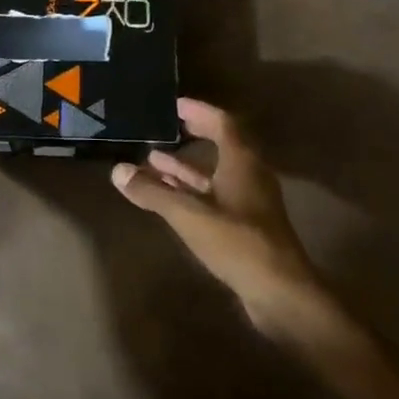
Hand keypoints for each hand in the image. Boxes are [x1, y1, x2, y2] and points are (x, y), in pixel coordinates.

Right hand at [111, 98, 323, 329]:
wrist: (280, 293)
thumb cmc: (238, 243)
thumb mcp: (189, 215)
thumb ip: (153, 193)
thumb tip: (118, 171)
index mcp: (242, 162)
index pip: (222, 123)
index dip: (199, 111)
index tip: (174, 104)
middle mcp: (250, 175)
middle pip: (221, 145)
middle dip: (193, 134)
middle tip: (166, 126)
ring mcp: (250, 202)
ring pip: (215, 174)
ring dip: (187, 166)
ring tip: (153, 158)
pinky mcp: (247, 226)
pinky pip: (215, 196)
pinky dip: (192, 191)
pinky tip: (169, 196)